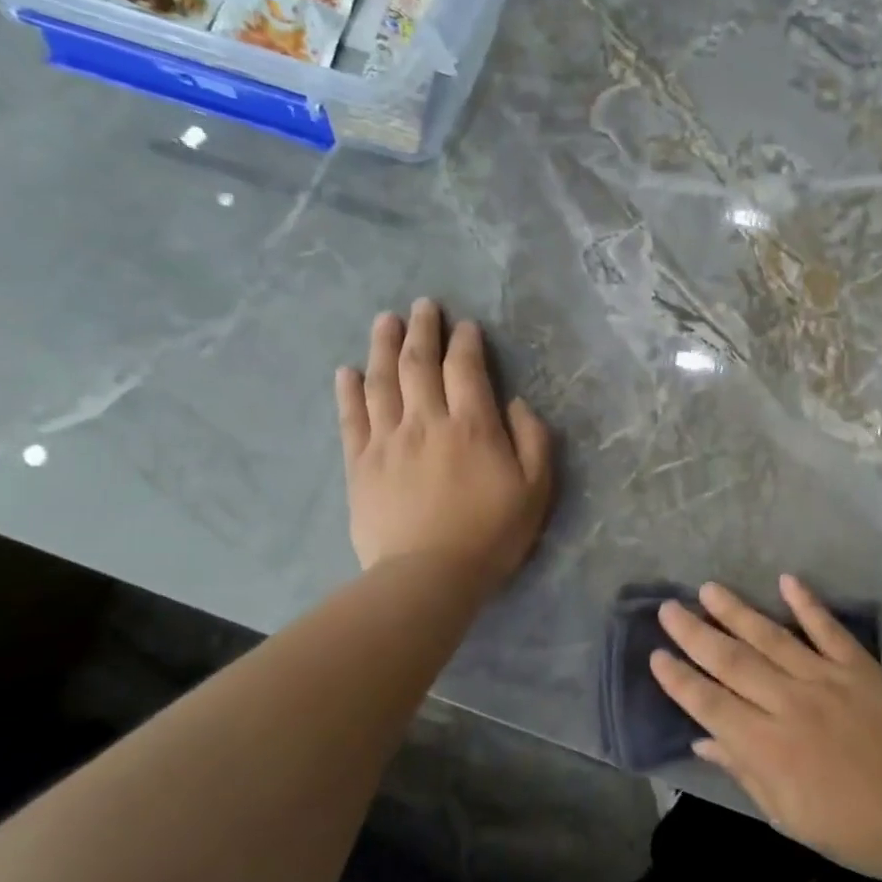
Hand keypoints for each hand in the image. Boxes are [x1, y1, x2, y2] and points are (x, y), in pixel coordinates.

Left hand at [335, 302, 554, 586]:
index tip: (466, 326)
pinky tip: (346, 371)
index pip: (466, 369)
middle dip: (422, 329)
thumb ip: (532, 440)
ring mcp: (387, 440)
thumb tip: (515, 403)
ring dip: (382, 346)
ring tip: (384, 321)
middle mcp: (426, 421)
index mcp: (472, 426)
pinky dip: (349, 390)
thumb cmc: (491, 534)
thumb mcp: (535, 490)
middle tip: (422, 306)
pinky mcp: (360, 464)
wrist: (428, 576)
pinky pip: (352, 417)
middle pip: (419, 363)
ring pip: (381, 380)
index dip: (466, 342)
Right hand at [651, 576, 881, 880]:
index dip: (680, 679)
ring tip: (709, 589)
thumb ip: (743, 769)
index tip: (656, 655)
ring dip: (737, 611)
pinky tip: (786, 580)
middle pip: (732, 662)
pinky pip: (829, 629)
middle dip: (695, 634)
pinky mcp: (860, 667)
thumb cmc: (846, 825)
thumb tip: (703, 739)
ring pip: (771, 638)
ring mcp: (826, 679)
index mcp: (767, 746)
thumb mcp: (785, 812)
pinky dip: (808, 604)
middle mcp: (789, 703)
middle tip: (668, 608)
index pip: (710, 704)